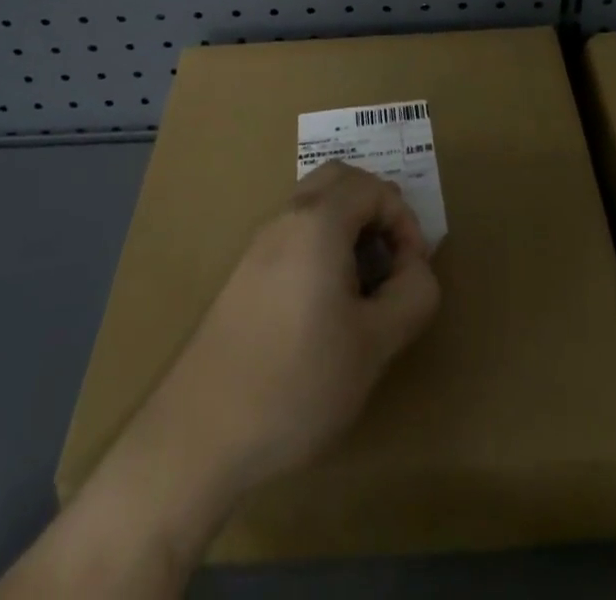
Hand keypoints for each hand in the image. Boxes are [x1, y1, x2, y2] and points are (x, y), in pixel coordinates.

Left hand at [153, 160, 441, 490]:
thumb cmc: (297, 383)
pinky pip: (293, 235)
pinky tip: (326, 306)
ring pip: (313, 206)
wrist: (198, 435)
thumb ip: (412, 295)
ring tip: (364, 286)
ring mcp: (258, 246)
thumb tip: (416, 268)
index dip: (405, 221)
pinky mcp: (242, 276)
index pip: (374, 187)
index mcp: (318, 223)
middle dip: (375, 207)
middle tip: (392, 258)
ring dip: (348, 227)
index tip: (413, 272)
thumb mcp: (374, 345)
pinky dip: (321, 246)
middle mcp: (285, 220)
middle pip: (338, 180)